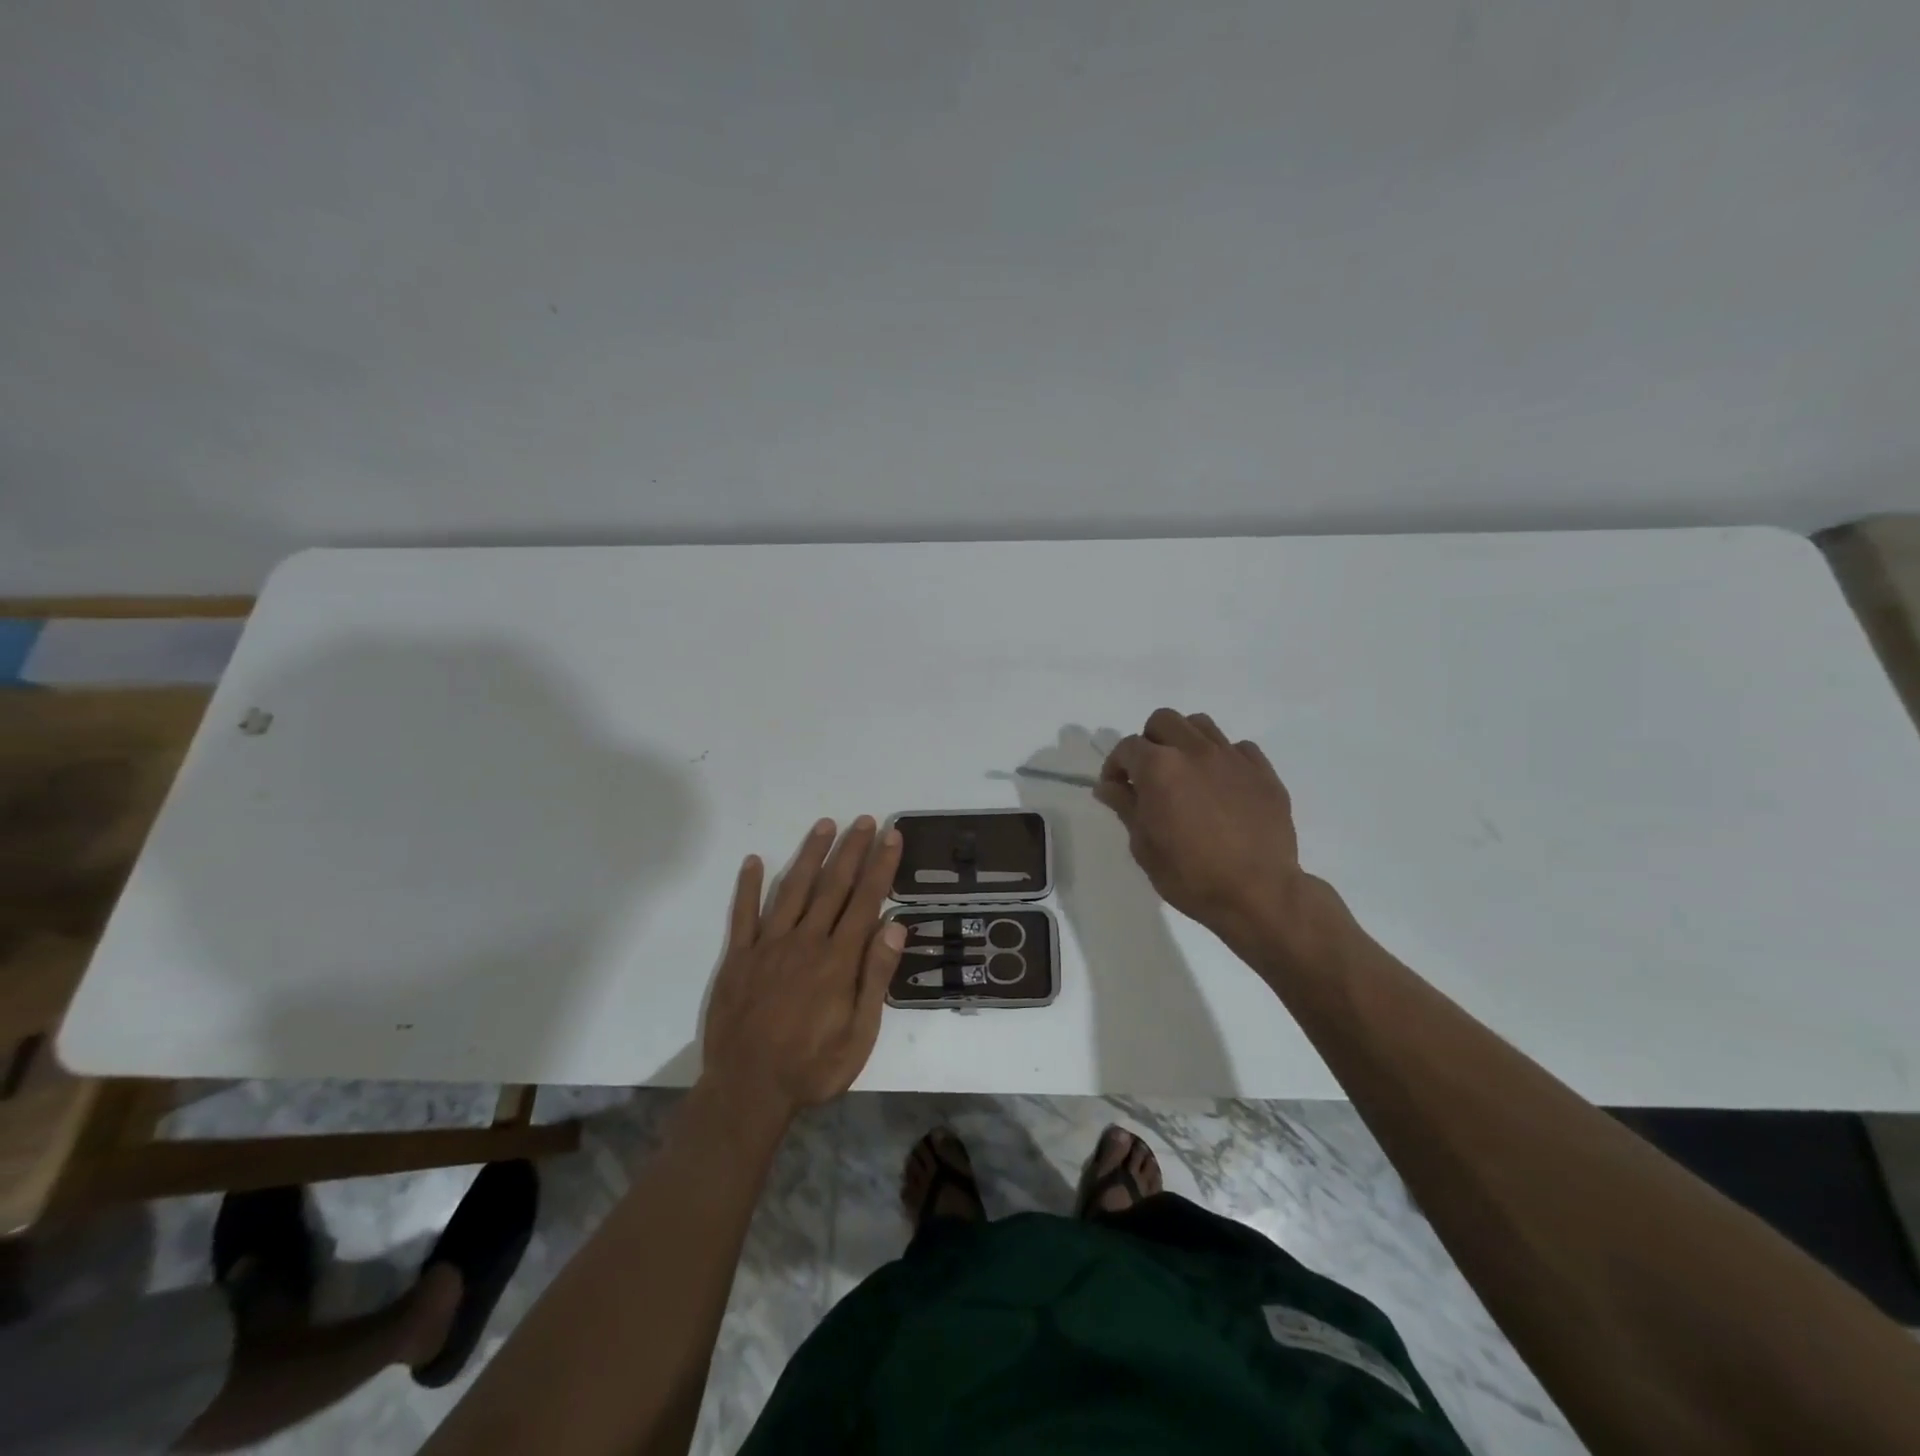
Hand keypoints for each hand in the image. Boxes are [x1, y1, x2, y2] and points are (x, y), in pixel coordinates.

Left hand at [700, 816, 905, 1121]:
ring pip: (793, 890)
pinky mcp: (738, 957)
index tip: (891, 836)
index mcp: (837, 960)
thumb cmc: (812, 1067)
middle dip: (851, 850)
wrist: (747, 1091)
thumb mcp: (860, 1035)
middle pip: (832, 886)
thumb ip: (876, 978)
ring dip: (810, 855)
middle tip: (864, 820)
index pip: (865, 901)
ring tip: (824, 825)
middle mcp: (805, 942)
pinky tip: (755, 861)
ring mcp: (768, 946)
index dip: (880, 866)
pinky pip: (743, 914)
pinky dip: (749, 886)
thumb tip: (896, 925)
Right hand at [1095, 709, 1331, 959]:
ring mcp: (1232, 757)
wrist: (1258, 894)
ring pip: (1201, 725)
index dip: (1116, 766)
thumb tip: (1108, 786)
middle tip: (1149, 774)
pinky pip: (1238, 748)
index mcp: (1159, 767)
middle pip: (1163, 721)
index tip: (1117, 789)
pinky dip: (1223, 758)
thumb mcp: (1144, 846)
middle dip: (1149, 741)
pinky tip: (1222, 786)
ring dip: (1185, 741)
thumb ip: (1125, 806)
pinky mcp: (1263, 771)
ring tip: (1185, 772)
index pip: (1127, 747)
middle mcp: (1194, 750)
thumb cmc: (1190, 875)